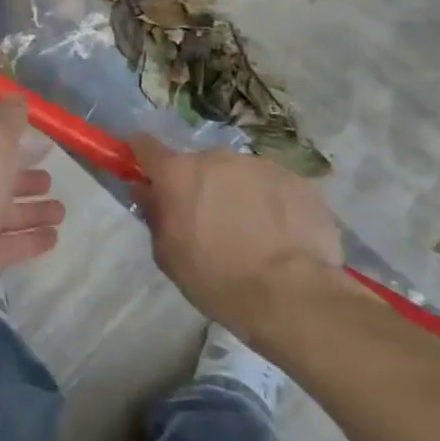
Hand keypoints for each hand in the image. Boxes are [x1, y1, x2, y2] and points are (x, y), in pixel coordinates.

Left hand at [0, 100, 66, 296]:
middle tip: (50, 180)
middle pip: (1, 183)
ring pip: (10, 216)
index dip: (9, 142)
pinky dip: (33, 241)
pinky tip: (55, 238)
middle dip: (25, 181)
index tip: (34, 141)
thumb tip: (16, 96)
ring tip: (61, 211)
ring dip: (34, 212)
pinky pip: (13, 245)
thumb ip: (8, 119)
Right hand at [133, 137, 342, 328]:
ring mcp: (260, 165)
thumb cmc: (218, 279)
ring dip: (237, 194)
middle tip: (209, 222)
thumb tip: (145, 190)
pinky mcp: (296, 180)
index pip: (146, 145)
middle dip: (199, 186)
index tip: (145, 171)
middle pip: (199, 165)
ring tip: (253, 235)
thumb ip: (154, 214)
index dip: (142, 156)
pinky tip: (282, 237)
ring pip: (238, 175)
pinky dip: (272, 204)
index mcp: (178, 174)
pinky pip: (273, 187)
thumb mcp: (169, 256)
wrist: (292, 295)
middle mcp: (216, 158)